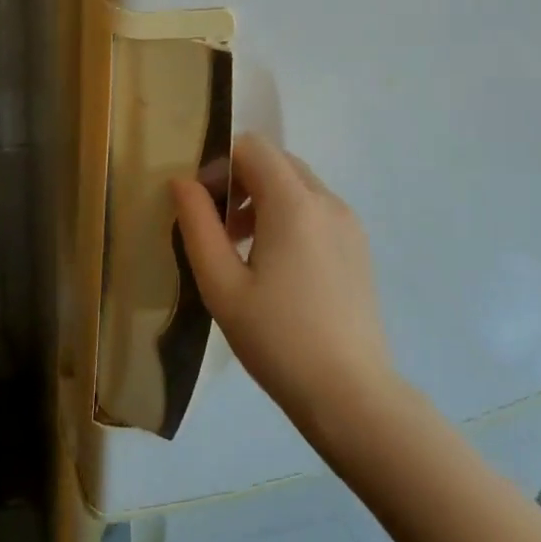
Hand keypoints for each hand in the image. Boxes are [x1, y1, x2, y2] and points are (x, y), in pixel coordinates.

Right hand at [172, 134, 393, 424]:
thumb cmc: (277, 339)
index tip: (202, 204)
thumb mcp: (221, 284)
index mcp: (294, 203)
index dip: (220, 163)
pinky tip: (277, 266)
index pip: (253, 147)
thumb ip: (197, 225)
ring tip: (242, 249)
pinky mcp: (358, 246)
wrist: (351, 395)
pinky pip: (317, 209)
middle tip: (217, 227)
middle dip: (240, 179)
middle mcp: (327, 201)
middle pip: (276, 161)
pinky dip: (289, 216)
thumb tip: (182, 182)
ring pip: (298, 185)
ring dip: (264, 198)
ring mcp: (349, 223)